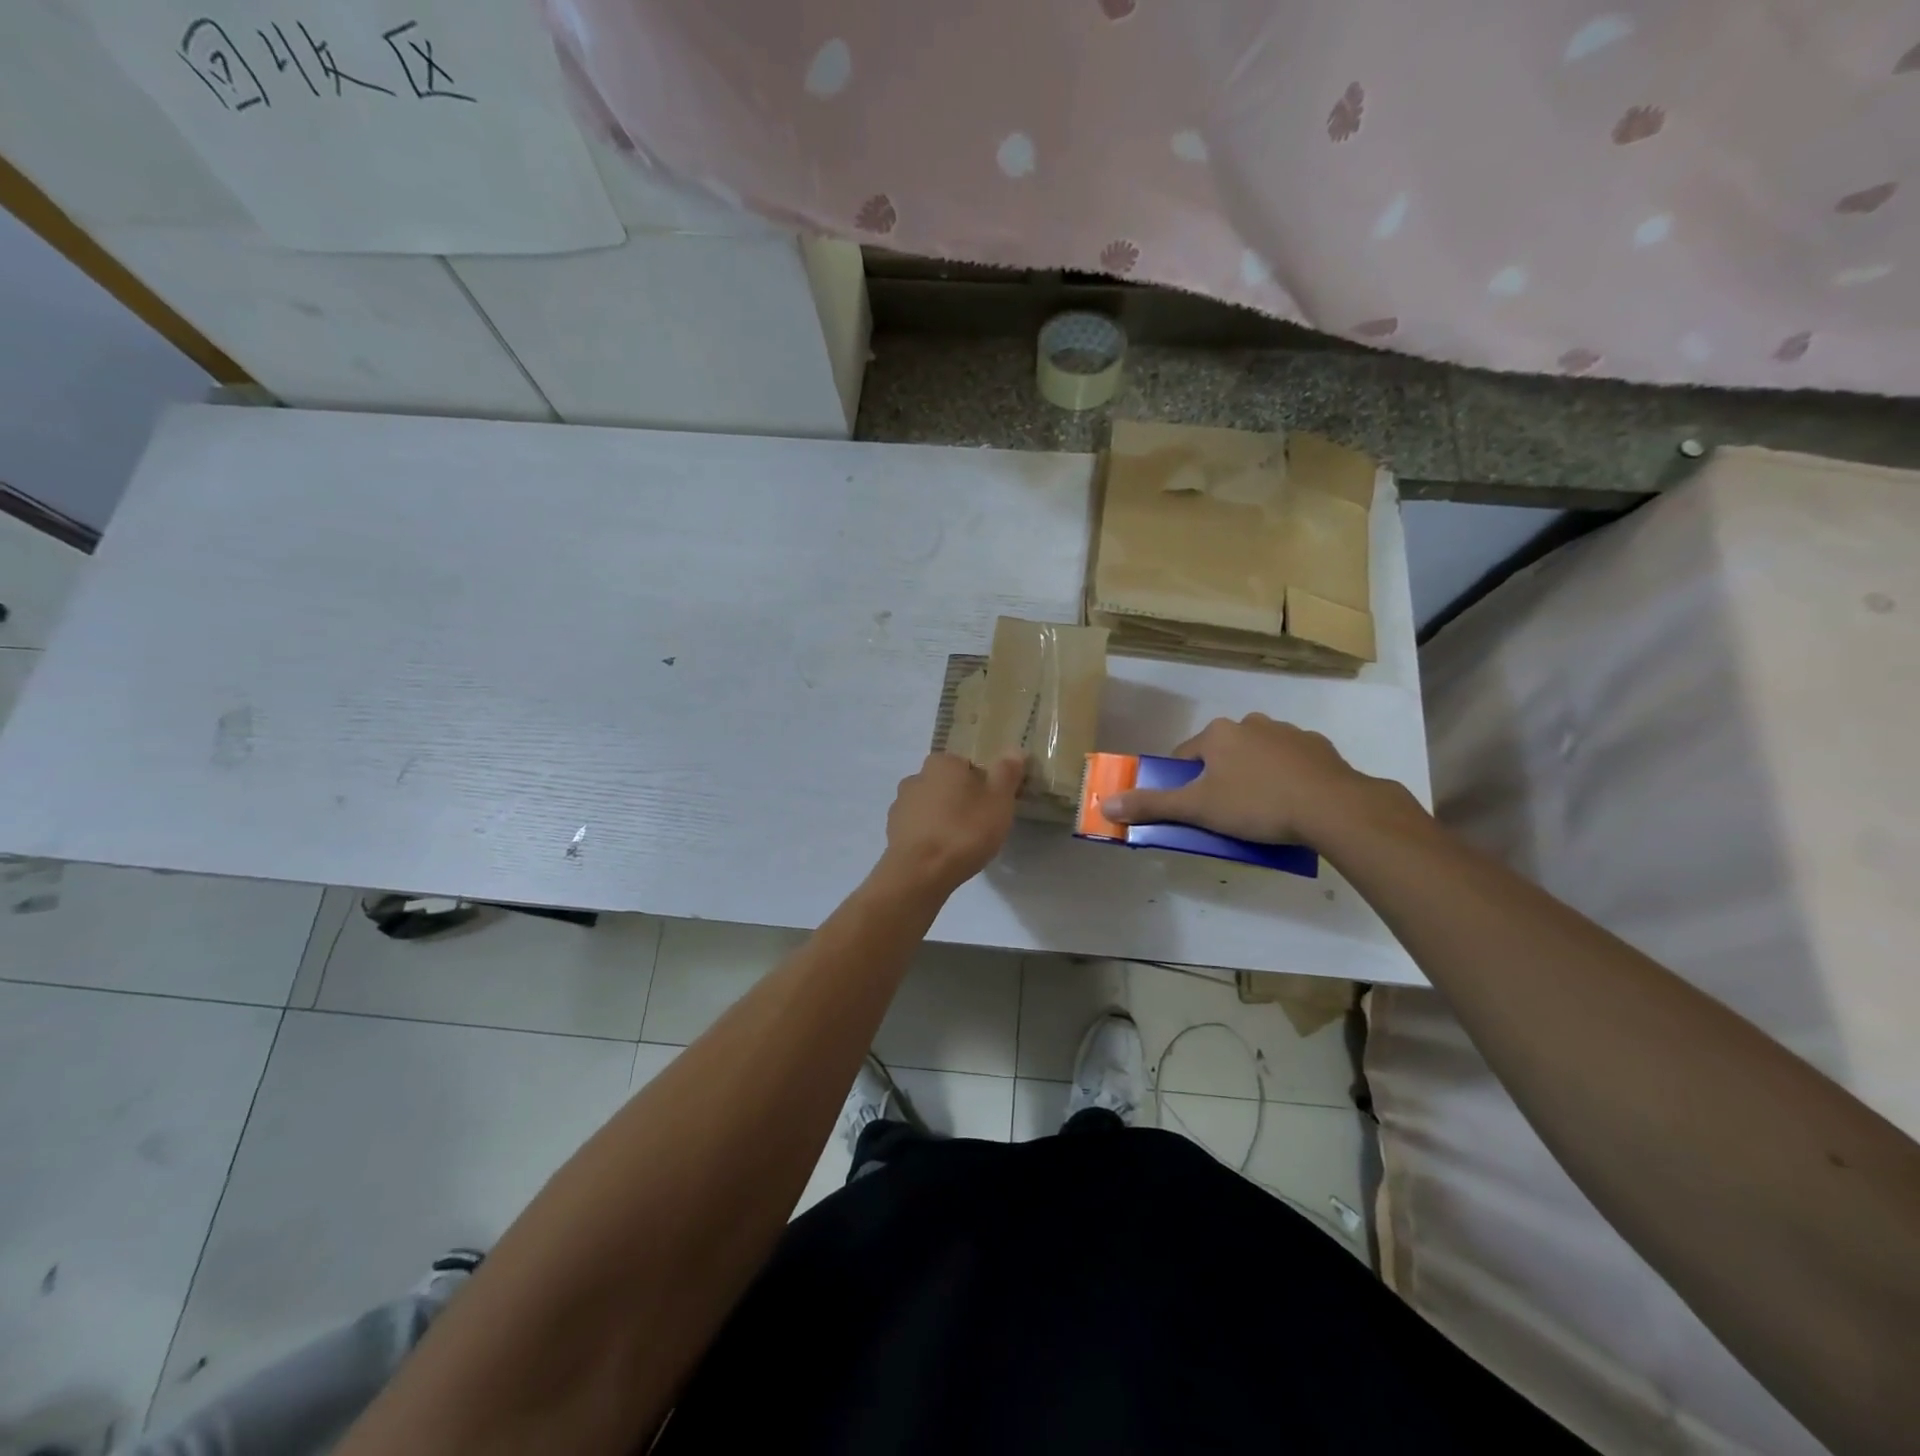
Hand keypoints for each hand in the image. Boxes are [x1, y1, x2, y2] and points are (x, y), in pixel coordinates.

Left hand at [876, 751, 1025, 896]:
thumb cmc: (964, 831)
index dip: (983, 783)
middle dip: (962, 800)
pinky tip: (943, 854)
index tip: (993, 805)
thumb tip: (1013, 749)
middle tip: (981, 825)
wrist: (920, 873)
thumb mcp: (999, 800)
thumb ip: (1006, 772)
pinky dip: (930, 836)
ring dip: (944, 818)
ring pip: (931, 806)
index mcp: (942, 762)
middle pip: (947, 785)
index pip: (967, 764)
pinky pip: (919, 828)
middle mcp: (916, 777)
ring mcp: (900, 805)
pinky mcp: (892, 831)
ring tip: (962, 843)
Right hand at [1100, 714, 1380, 846]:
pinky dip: (1286, 778)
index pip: (1185, 756)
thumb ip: (1152, 805)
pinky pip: (1291, 762)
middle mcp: (1250, 723)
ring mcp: (1288, 732)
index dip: (1184, 783)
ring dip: (1253, 776)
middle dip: (1220, 779)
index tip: (1193, 809)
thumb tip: (1106, 803)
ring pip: (1257, 756)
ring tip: (1262, 812)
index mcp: (1218, 734)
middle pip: (1221, 754)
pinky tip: (1293, 804)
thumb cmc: (1256, 804)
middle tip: (1227, 813)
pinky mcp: (1319, 748)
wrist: (1333, 807)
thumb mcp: (1197, 809)